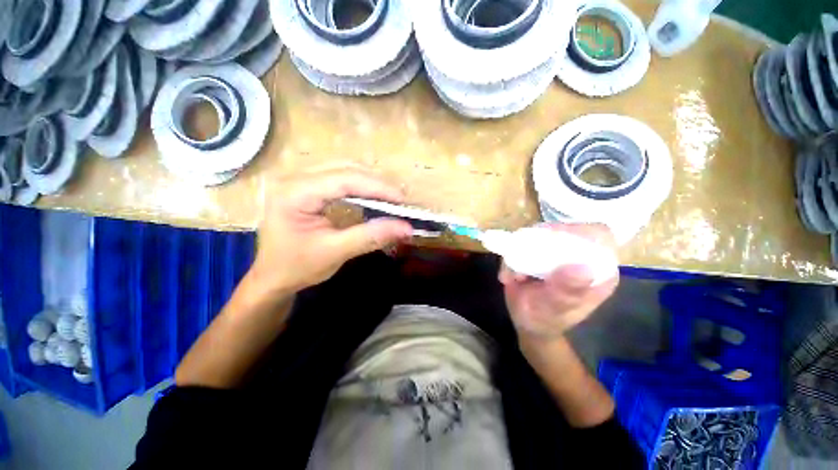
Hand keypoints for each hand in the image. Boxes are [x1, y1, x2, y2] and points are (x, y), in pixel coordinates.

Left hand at [247, 166, 412, 295]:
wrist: (272, 278)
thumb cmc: (297, 268)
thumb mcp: (335, 253)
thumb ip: (370, 237)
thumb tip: (406, 228)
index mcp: (295, 192)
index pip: (344, 179)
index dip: (378, 187)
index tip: (402, 200)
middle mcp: (296, 178)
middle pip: (346, 170)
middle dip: (377, 184)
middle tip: (399, 202)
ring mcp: (301, 180)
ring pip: (345, 171)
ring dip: (371, 184)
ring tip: (390, 200)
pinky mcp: (308, 188)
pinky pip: (340, 180)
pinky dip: (361, 188)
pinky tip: (372, 198)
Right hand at [499, 224, 618, 339]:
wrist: (527, 324)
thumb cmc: (545, 321)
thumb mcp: (556, 309)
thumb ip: (566, 291)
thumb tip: (583, 268)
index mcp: (600, 270)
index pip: (598, 235)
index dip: (574, 232)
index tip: (547, 242)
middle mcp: (582, 258)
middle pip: (566, 230)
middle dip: (538, 243)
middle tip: (520, 260)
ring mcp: (559, 254)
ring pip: (541, 234)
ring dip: (520, 251)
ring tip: (513, 276)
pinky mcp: (540, 253)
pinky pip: (524, 243)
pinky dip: (511, 256)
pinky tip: (509, 277)